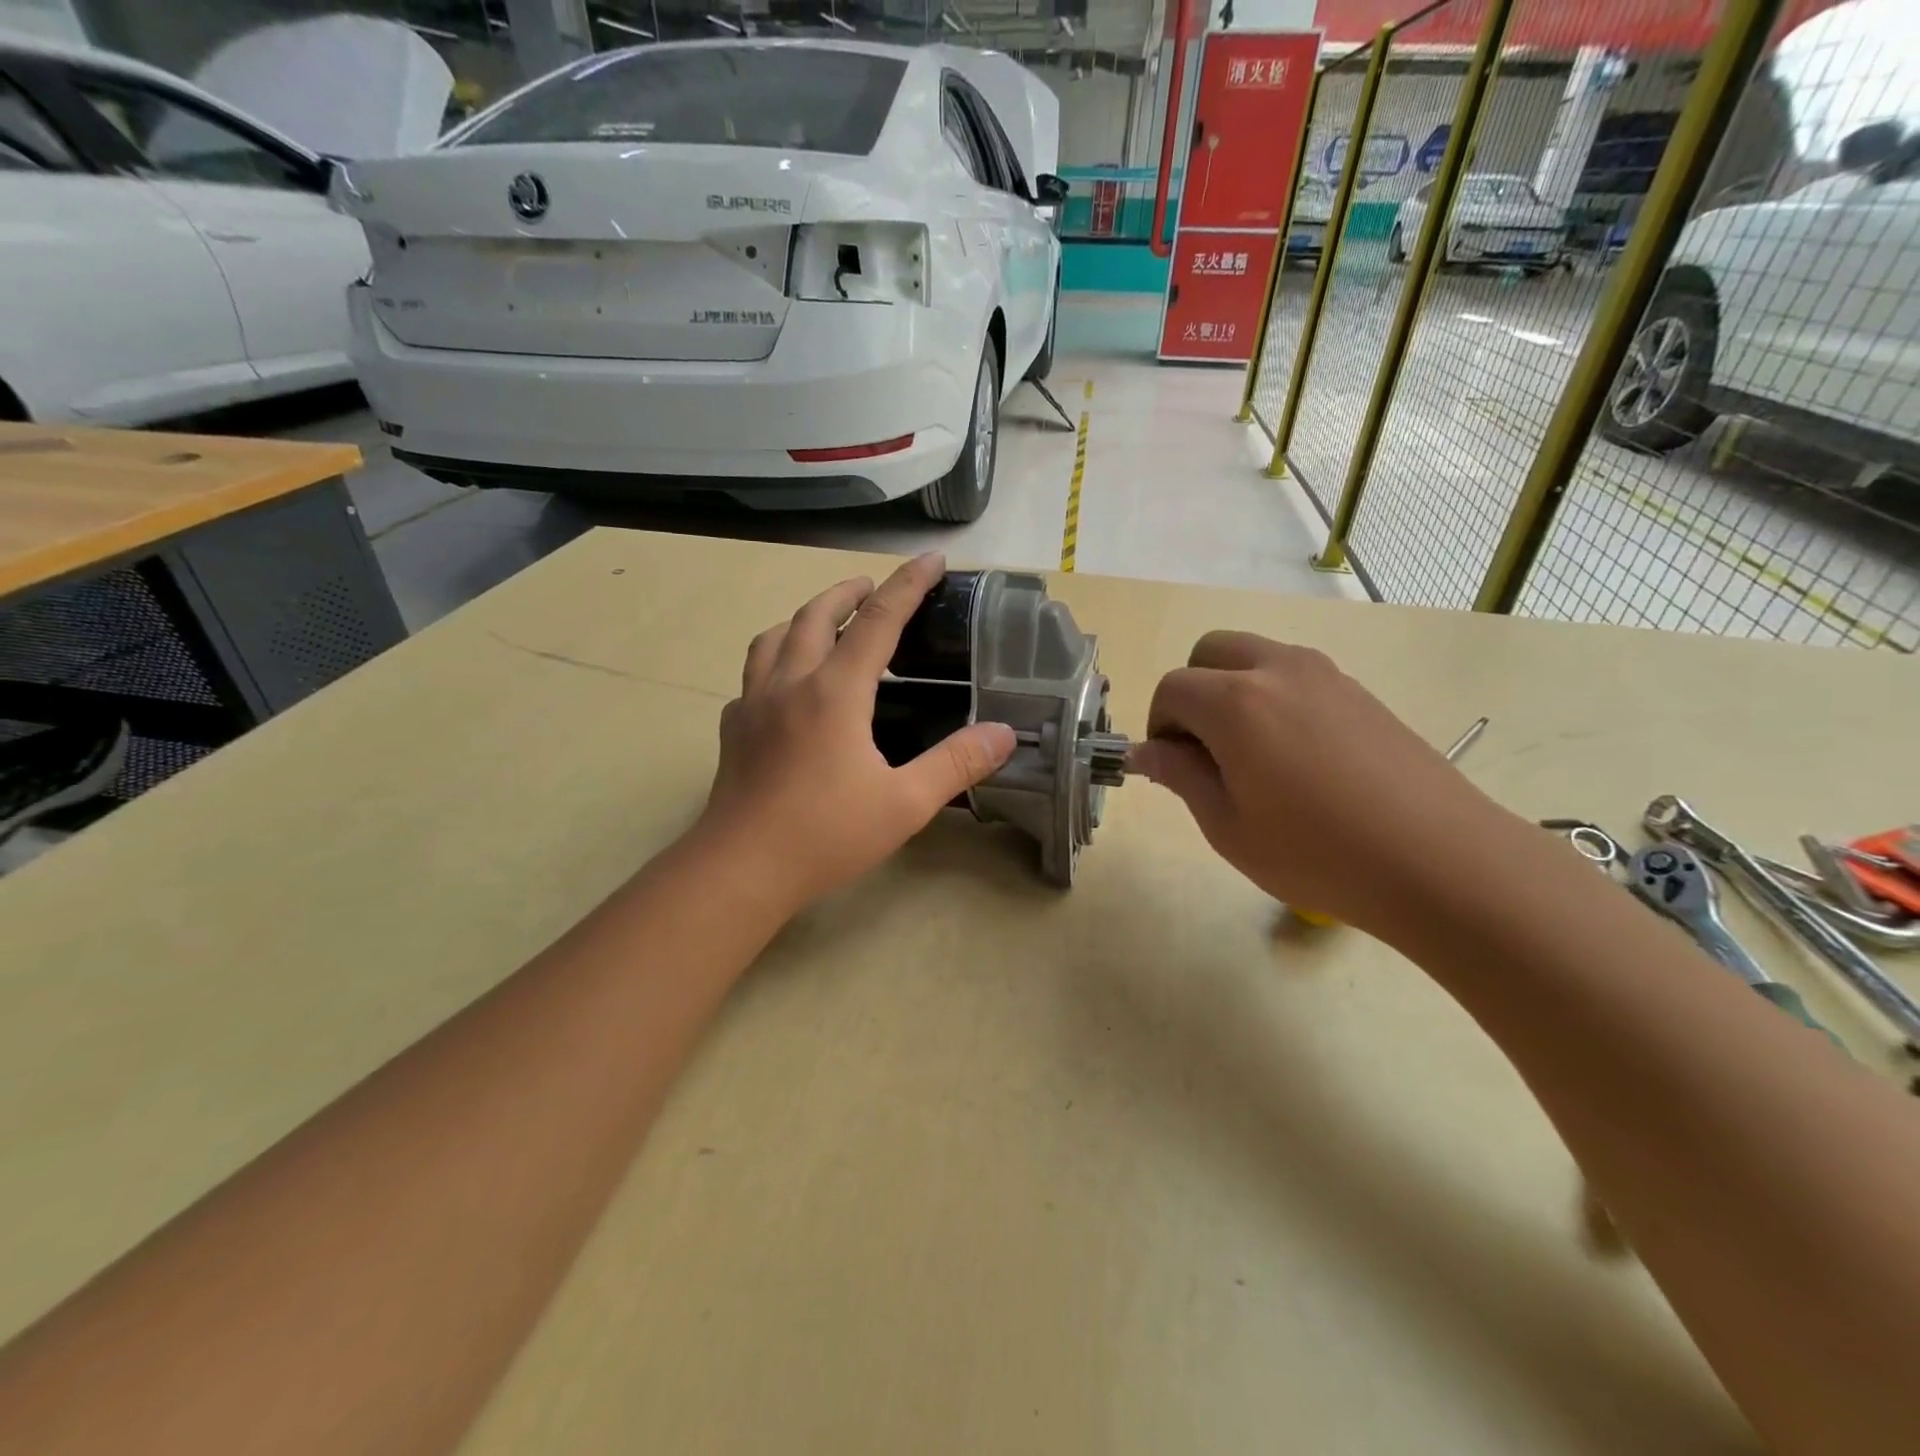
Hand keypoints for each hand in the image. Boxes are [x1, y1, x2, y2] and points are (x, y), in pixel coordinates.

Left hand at [694, 554, 1015, 915]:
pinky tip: (786, 684)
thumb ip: (956, 764)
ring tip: (826, 621)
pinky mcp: (735, 728)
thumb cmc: (826, 835)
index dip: (909, 584)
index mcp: (835, 692)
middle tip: (873, 587)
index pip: (879, 620)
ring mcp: (754, 703)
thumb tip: (1004, 733)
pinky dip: (776, 659)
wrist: (740, 870)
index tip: (932, 560)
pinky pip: (754, 674)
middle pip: (817, 615)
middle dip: (850, 591)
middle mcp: (791, 683)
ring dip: (805, 617)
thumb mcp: (905, 804)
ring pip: (775, 636)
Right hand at [1130, 631, 1502, 934]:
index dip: (1160, 726)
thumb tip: (1146, 751)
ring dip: (1234, 691)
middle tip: (1206, 751)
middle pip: (1211, 652)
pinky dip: (1275, 698)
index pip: (1171, 688)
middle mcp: (1278, 670)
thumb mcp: (1228, 826)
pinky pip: (1296, 676)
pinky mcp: (1360, 691)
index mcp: (1235, 702)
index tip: (1175, 768)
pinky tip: (1299, 760)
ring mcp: (1326, 675)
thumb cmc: (1317, 853)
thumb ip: (1180, 776)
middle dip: (1193, 692)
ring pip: (1256, 657)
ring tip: (1254, 757)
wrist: (1440, 860)